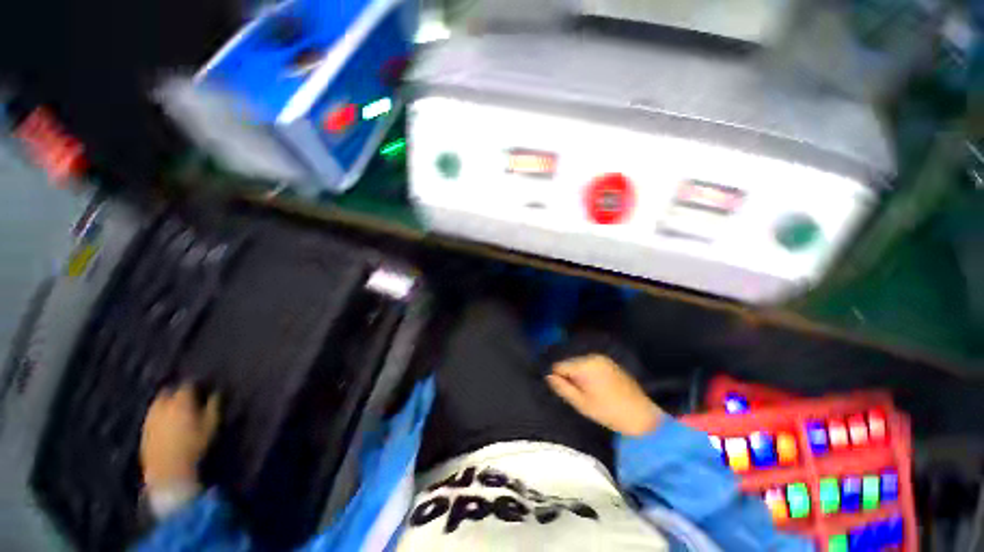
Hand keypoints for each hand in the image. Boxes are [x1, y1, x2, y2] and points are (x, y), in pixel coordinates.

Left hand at [140, 385, 219, 488]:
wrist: (168, 470)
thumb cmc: (194, 445)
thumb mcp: (210, 425)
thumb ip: (213, 407)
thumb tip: (216, 393)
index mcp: (180, 402)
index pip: (187, 385)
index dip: (194, 384)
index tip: (201, 385)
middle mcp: (162, 406)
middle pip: (167, 392)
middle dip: (176, 391)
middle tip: (186, 395)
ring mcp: (150, 418)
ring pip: (157, 403)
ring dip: (166, 402)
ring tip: (175, 408)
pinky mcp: (144, 430)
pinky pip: (152, 416)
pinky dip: (159, 415)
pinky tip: (166, 422)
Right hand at [547, 355, 662, 435]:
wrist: (642, 416)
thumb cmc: (609, 412)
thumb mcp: (581, 404)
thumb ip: (562, 388)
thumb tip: (548, 376)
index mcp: (584, 366)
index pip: (559, 366)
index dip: (559, 379)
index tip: (568, 393)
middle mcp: (592, 357)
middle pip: (570, 364)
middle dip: (570, 377)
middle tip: (580, 395)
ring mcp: (603, 358)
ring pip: (580, 364)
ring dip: (580, 376)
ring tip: (590, 393)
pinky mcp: (610, 362)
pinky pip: (591, 365)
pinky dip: (589, 374)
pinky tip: (599, 388)